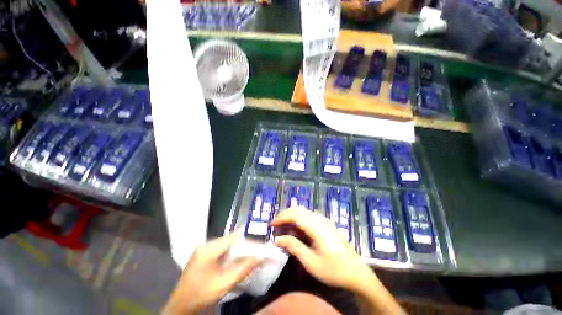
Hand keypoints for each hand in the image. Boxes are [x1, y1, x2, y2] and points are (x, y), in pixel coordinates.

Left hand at [163, 234, 260, 314]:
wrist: (181, 306)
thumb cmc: (202, 295)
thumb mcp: (225, 283)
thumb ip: (243, 269)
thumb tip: (260, 257)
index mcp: (209, 249)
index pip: (233, 238)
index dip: (247, 242)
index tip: (257, 248)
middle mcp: (205, 245)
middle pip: (229, 240)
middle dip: (242, 247)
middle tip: (253, 253)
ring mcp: (202, 249)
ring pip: (225, 244)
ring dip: (235, 250)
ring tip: (246, 257)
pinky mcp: (201, 254)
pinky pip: (219, 249)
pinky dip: (228, 253)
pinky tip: (232, 261)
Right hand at [271, 207, 376, 292]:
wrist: (358, 274)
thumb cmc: (334, 270)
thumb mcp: (311, 262)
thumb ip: (294, 247)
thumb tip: (278, 239)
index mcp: (316, 227)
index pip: (294, 215)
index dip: (281, 217)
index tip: (271, 225)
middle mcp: (320, 219)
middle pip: (298, 210)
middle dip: (285, 215)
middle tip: (276, 226)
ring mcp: (325, 221)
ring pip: (304, 212)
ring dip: (292, 217)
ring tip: (284, 229)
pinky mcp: (327, 224)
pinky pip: (309, 217)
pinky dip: (300, 220)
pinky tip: (297, 231)